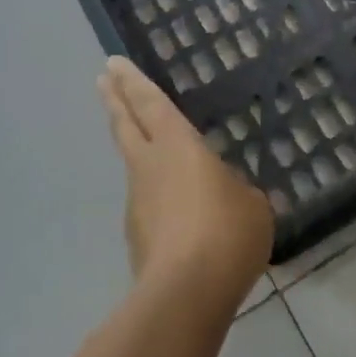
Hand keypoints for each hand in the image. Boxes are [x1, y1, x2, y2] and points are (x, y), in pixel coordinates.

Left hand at [98, 56, 273, 308]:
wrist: (186, 293)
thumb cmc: (226, 232)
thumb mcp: (252, 205)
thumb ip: (237, 190)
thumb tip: (228, 194)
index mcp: (178, 146)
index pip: (151, 103)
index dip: (133, 81)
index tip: (113, 63)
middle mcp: (150, 166)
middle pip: (126, 125)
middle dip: (115, 100)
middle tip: (103, 80)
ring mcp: (137, 202)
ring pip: (134, 165)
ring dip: (135, 149)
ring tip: (152, 149)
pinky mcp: (137, 237)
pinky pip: (148, 204)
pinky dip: (156, 195)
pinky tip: (175, 210)